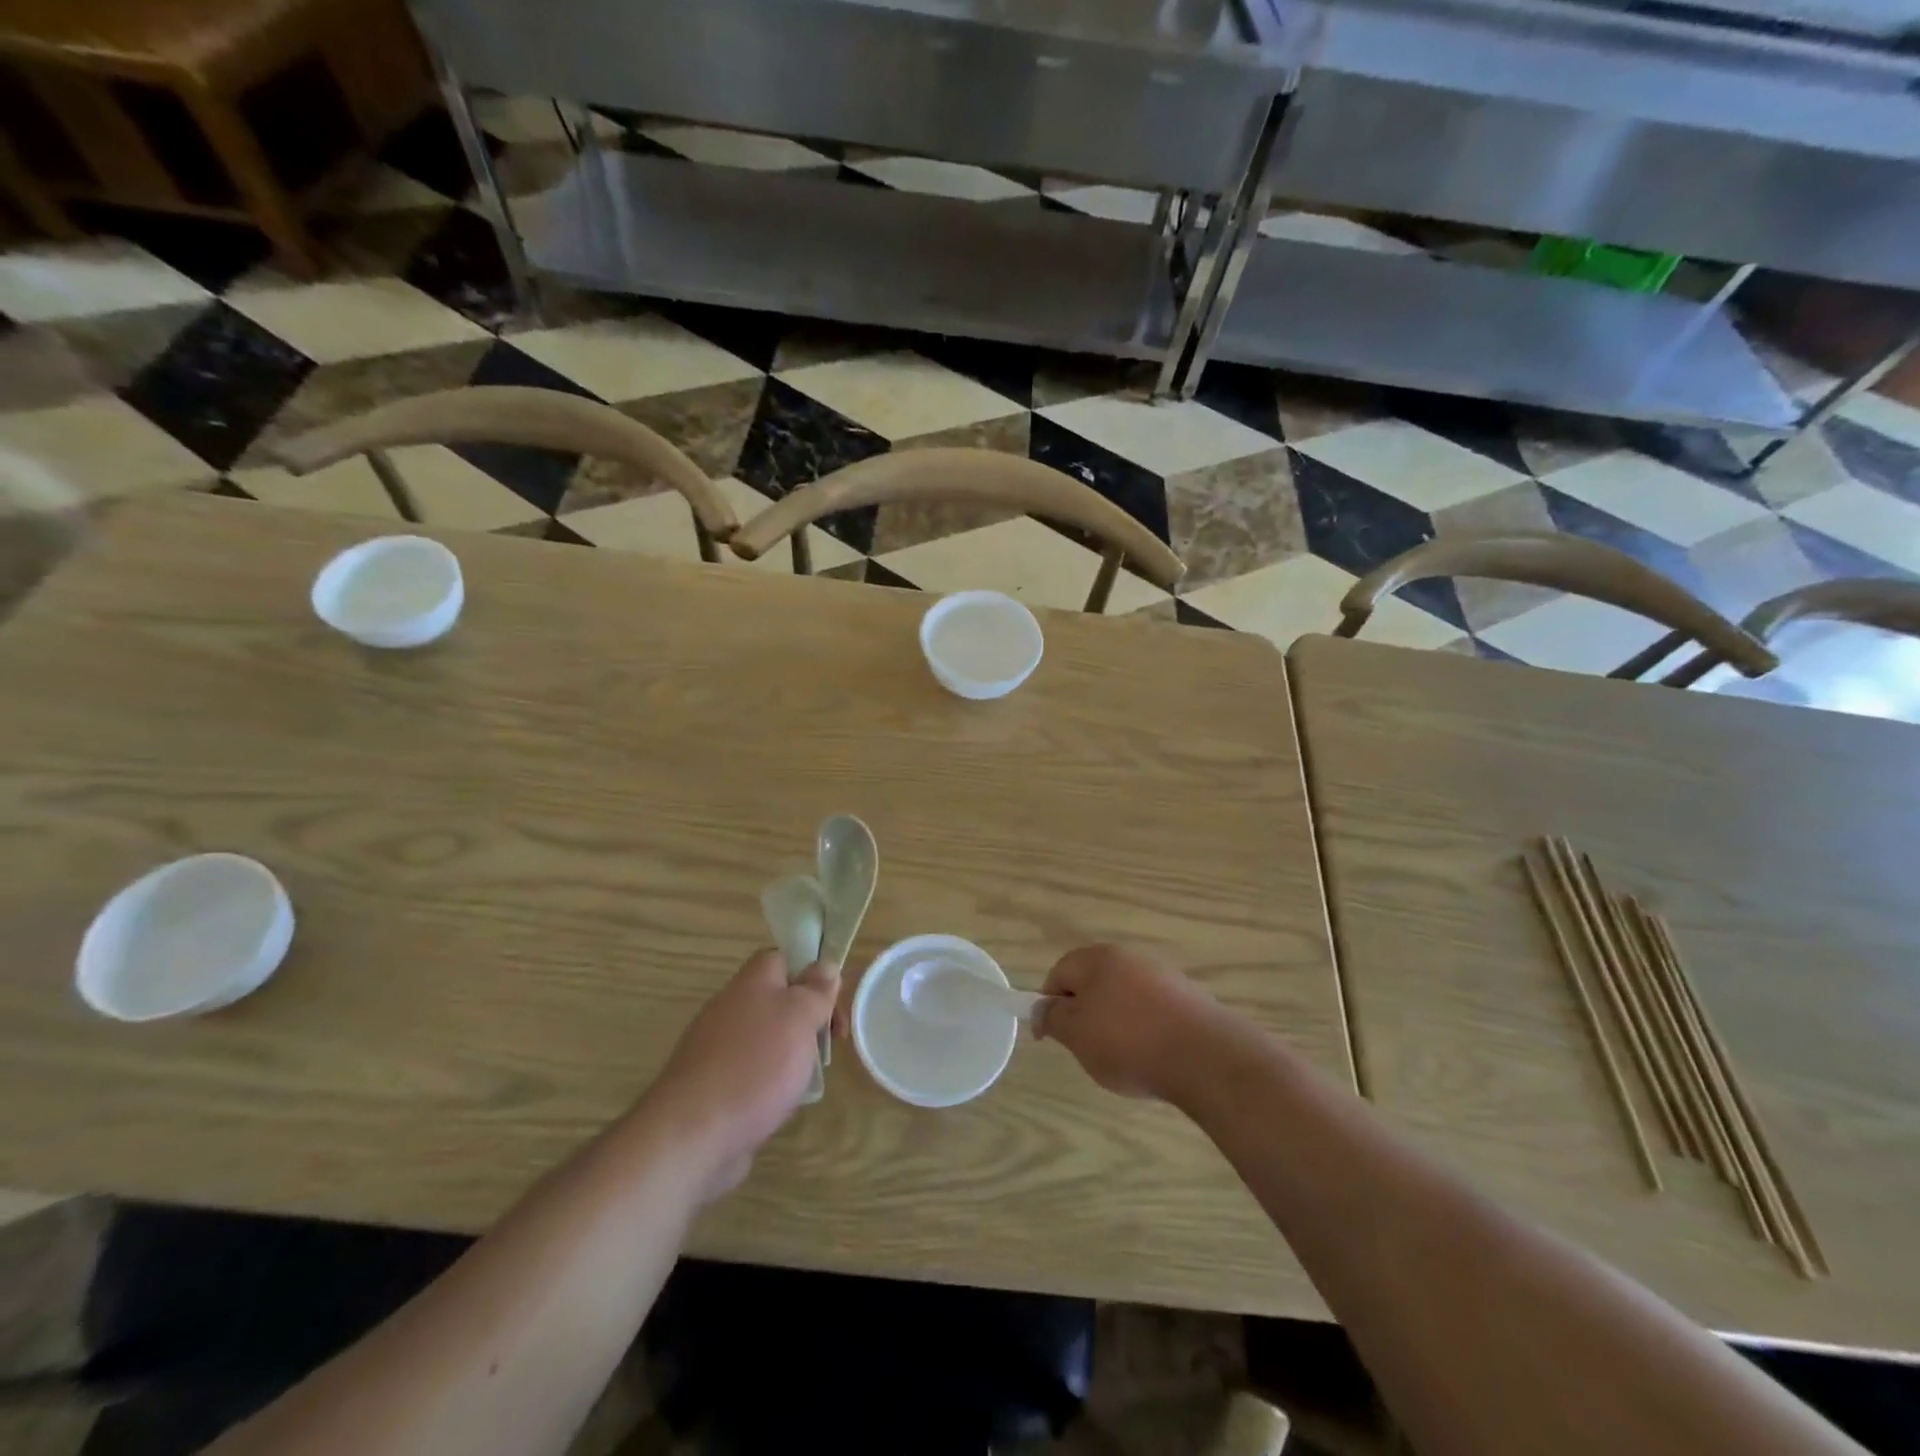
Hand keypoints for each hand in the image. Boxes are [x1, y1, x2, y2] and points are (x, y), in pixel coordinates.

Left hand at [649, 949, 837, 1198]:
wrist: (692, 1134)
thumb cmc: (755, 1065)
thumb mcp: (799, 1017)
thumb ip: (816, 989)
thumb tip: (824, 966)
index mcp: (752, 981)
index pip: (784, 957)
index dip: (812, 972)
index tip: (832, 1001)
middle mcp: (732, 1007)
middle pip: (779, 1000)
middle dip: (808, 1020)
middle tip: (830, 1044)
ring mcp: (719, 1047)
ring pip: (768, 1039)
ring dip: (792, 1055)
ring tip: (807, 1079)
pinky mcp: (714, 1085)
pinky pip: (752, 1072)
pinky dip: (770, 1084)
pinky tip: (780, 1104)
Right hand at [1033, 944, 1225, 1102]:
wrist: (1205, 1056)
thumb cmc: (1129, 1041)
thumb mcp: (1076, 1034)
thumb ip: (1052, 1017)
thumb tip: (1041, 1007)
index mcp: (1097, 958)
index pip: (1059, 973)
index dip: (1049, 1004)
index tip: (1052, 1037)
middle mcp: (1129, 957)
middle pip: (1093, 983)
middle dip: (1084, 1014)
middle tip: (1087, 1048)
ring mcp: (1162, 975)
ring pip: (1123, 997)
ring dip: (1116, 1023)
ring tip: (1123, 1058)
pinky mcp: (1188, 998)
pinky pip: (1152, 1011)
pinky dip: (1145, 1030)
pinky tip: (1153, 1056)